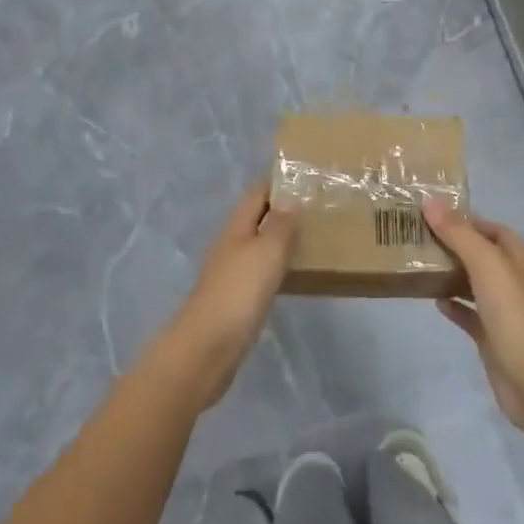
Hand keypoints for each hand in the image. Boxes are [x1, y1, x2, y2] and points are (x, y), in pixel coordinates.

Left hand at [151, 182, 298, 408]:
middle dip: (282, 208)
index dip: (278, 181)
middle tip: (317, 205)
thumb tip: (290, 199)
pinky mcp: (235, 300)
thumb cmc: (239, 292)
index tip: (305, 174)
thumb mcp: (267, 251)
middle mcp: (231, 244)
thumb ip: (281, 224)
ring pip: (259, 245)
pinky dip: (276, 265)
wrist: (206, 349)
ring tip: (312, 236)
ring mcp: (230, 273)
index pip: (258, 193)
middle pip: (257, 217)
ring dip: (280, 238)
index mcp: (237, 227)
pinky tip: (292, 273)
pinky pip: (259, 271)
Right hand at [427, 199, 523, 438]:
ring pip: (476, 284)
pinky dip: (455, 306)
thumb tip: (430, 201)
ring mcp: (507, 311)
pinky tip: (435, 301)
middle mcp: (517, 280)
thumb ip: (458, 233)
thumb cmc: (513, 312)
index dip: (466, 220)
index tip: (433, 216)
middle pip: (483, 255)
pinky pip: (471, 314)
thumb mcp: (485, 263)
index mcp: (523, 258)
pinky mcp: (495, 337)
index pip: (492, 229)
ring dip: (453, 275)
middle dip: (455, 247)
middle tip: (421, 239)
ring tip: (421, 265)